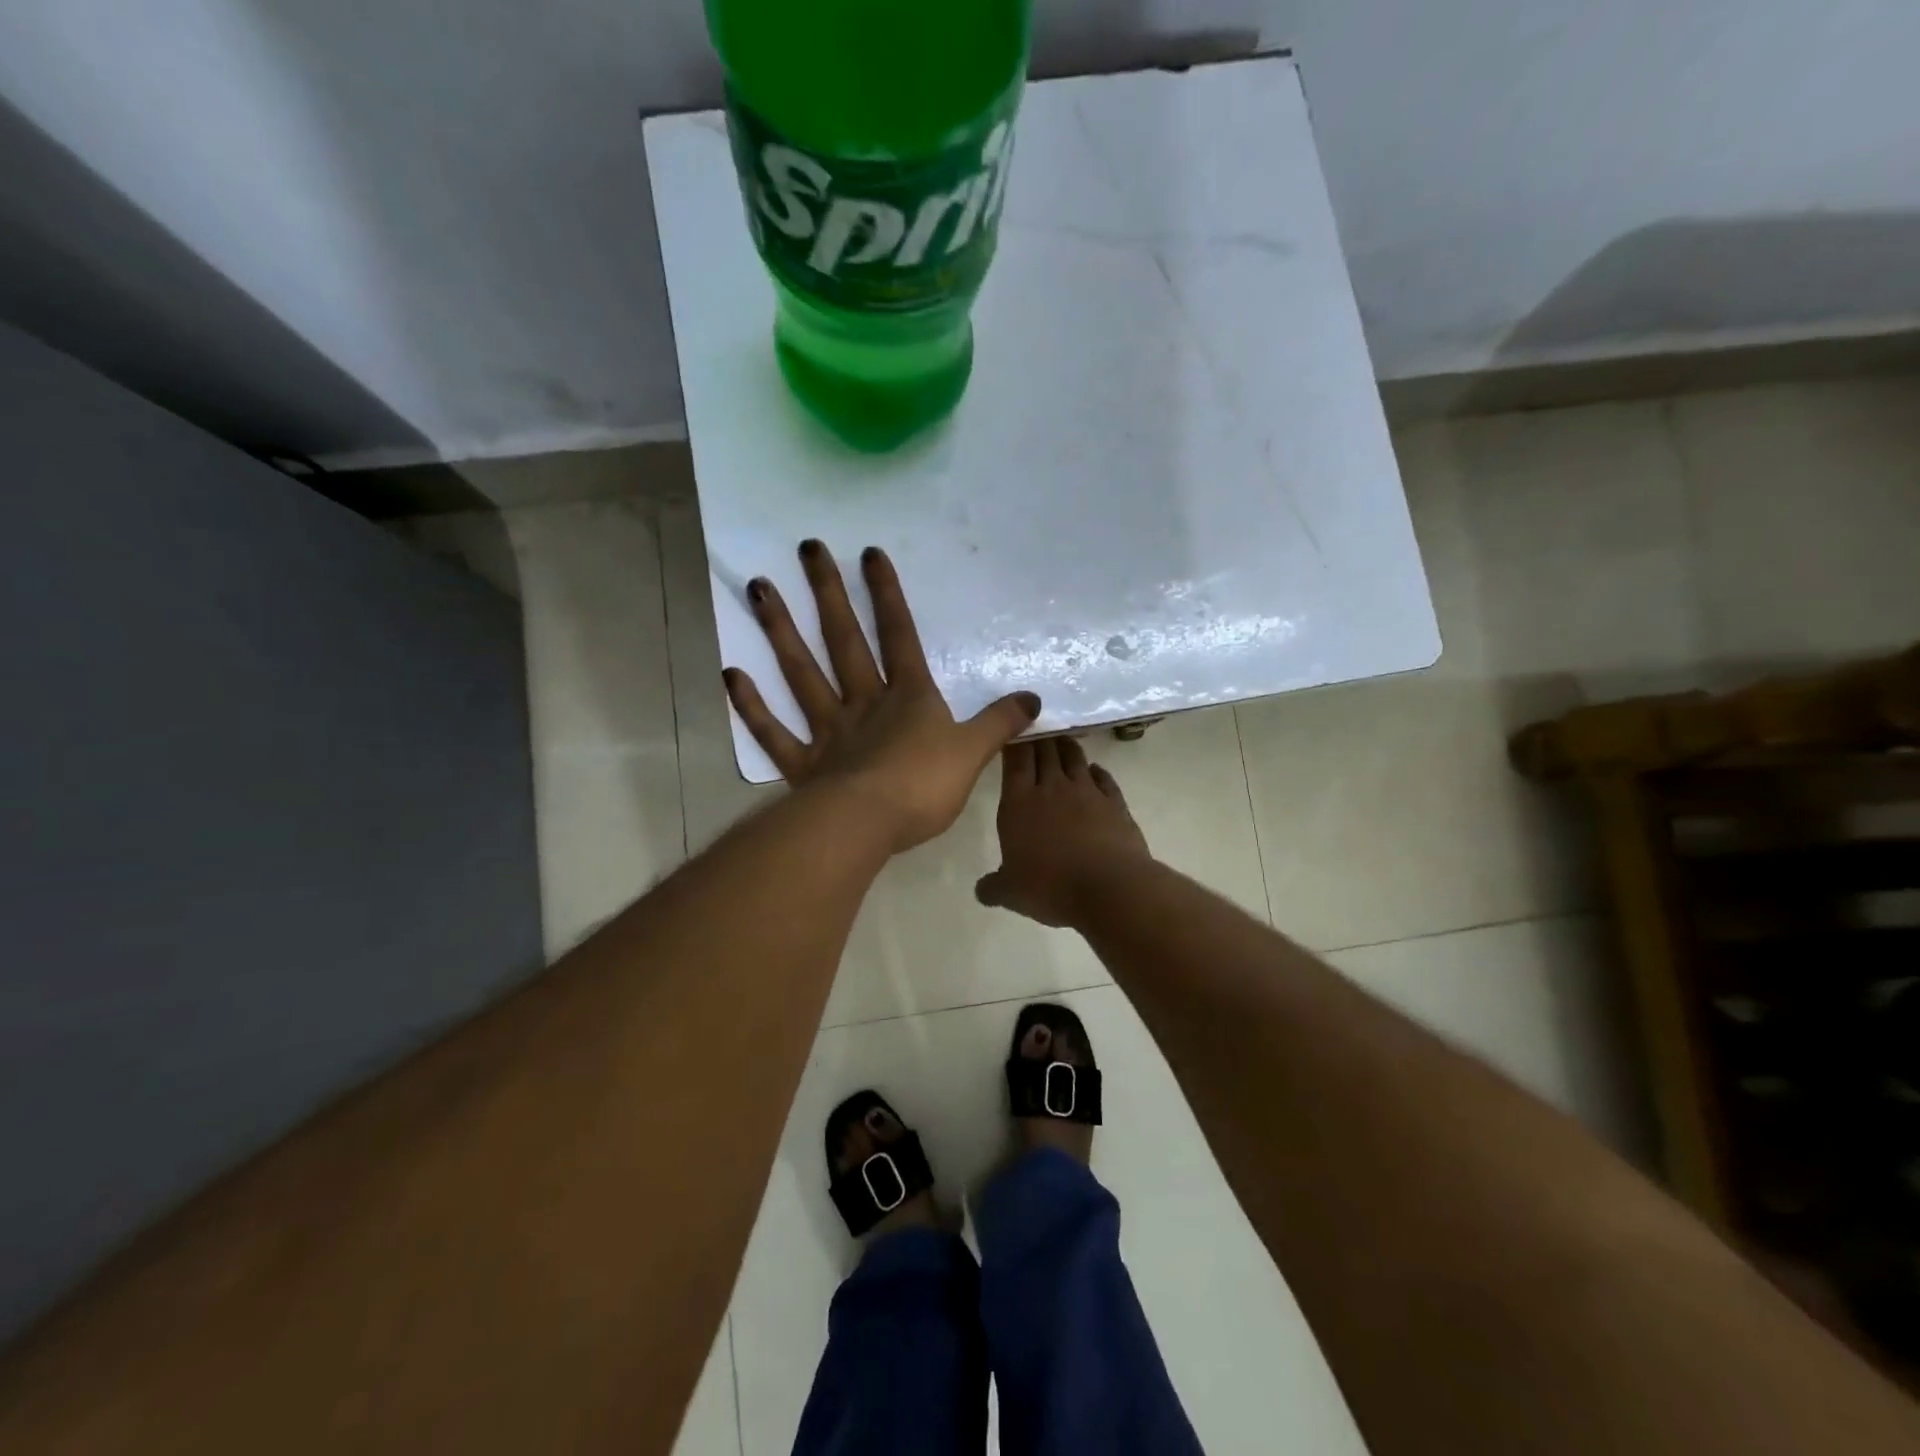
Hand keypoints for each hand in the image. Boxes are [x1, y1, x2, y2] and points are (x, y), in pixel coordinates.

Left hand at [723, 540, 1040, 853]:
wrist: (869, 826)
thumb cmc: (923, 787)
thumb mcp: (973, 753)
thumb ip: (1000, 723)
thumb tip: (1033, 698)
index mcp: (908, 698)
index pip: (899, 636)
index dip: (888, 595)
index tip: (870, 553)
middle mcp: (863, 704)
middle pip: (844, 640)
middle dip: (829, 593)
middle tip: (808, 549)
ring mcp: (828, 731)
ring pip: (802, 673)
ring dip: (781, 631)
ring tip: (758, 588)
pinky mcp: (803, 765)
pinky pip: (773, 732)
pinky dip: (752, 706)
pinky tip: (732, 675)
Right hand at [975, 737, 1151, 927]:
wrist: (1109, 888)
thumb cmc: (1050, 886)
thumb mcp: (1011, 893)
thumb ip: (993, 887)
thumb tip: (982, 890)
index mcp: (1019, 802)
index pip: (1015, 759)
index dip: (1013, 740)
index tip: (1012, 728)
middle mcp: (1052, 788)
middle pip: (1045, 750)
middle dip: (1039, 736)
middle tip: (1036, 726)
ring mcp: (1087, 792)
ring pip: (1074, 757)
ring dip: (1066, 745)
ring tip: (1061, 739)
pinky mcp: (1115, 803)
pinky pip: (1103, 778)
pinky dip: (1096, 770)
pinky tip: (1094, 770)